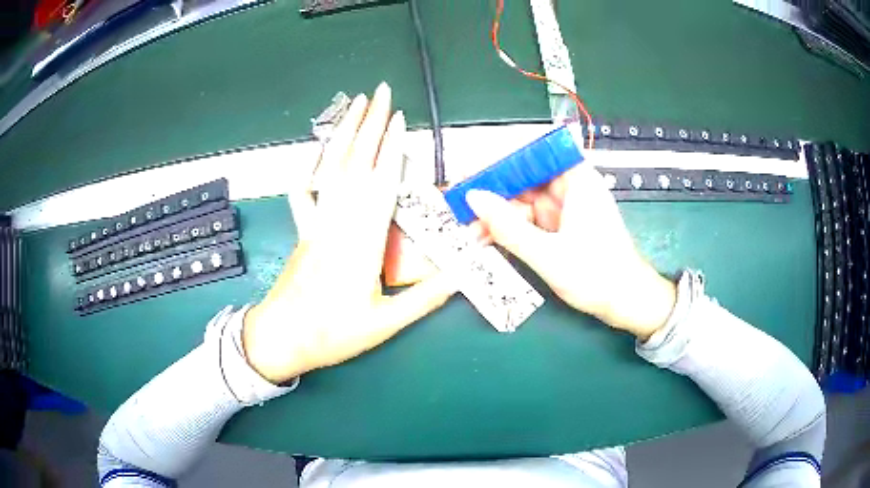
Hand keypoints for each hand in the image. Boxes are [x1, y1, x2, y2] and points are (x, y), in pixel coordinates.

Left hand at [242, 83, 457, 383]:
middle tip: (379, 93)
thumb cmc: (333, 334)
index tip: (399, 118)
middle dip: (368, 125)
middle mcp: (338, 224)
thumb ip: (428, 295)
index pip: (380, 184)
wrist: (281, 340)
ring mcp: (317, 224)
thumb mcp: (387, 322)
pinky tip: (314, 151)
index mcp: (362, 243)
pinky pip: (305, 193)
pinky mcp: (304, 231)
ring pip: (330, 170)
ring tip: (353, 105)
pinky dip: (310, 168)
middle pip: (355, 165)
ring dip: (343, 134)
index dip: (391, 148)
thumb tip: (465, 269)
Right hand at [465, 163, 675, 339]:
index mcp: (577, 180)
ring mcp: (565, 208)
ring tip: (471, 232)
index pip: (533, 153)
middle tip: (461, 207)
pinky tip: (489, 240)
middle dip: (494, 194)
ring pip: (523, 201)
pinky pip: (529, 220)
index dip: (501, 159)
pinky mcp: (561, 226)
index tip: (470, 172)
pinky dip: (510, 229)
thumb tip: (473, 198)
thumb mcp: (548, 254)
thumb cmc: (597, 276)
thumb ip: (508, 227)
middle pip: (525, 178)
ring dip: (498, 216)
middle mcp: (570, 187)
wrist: (626, 303)